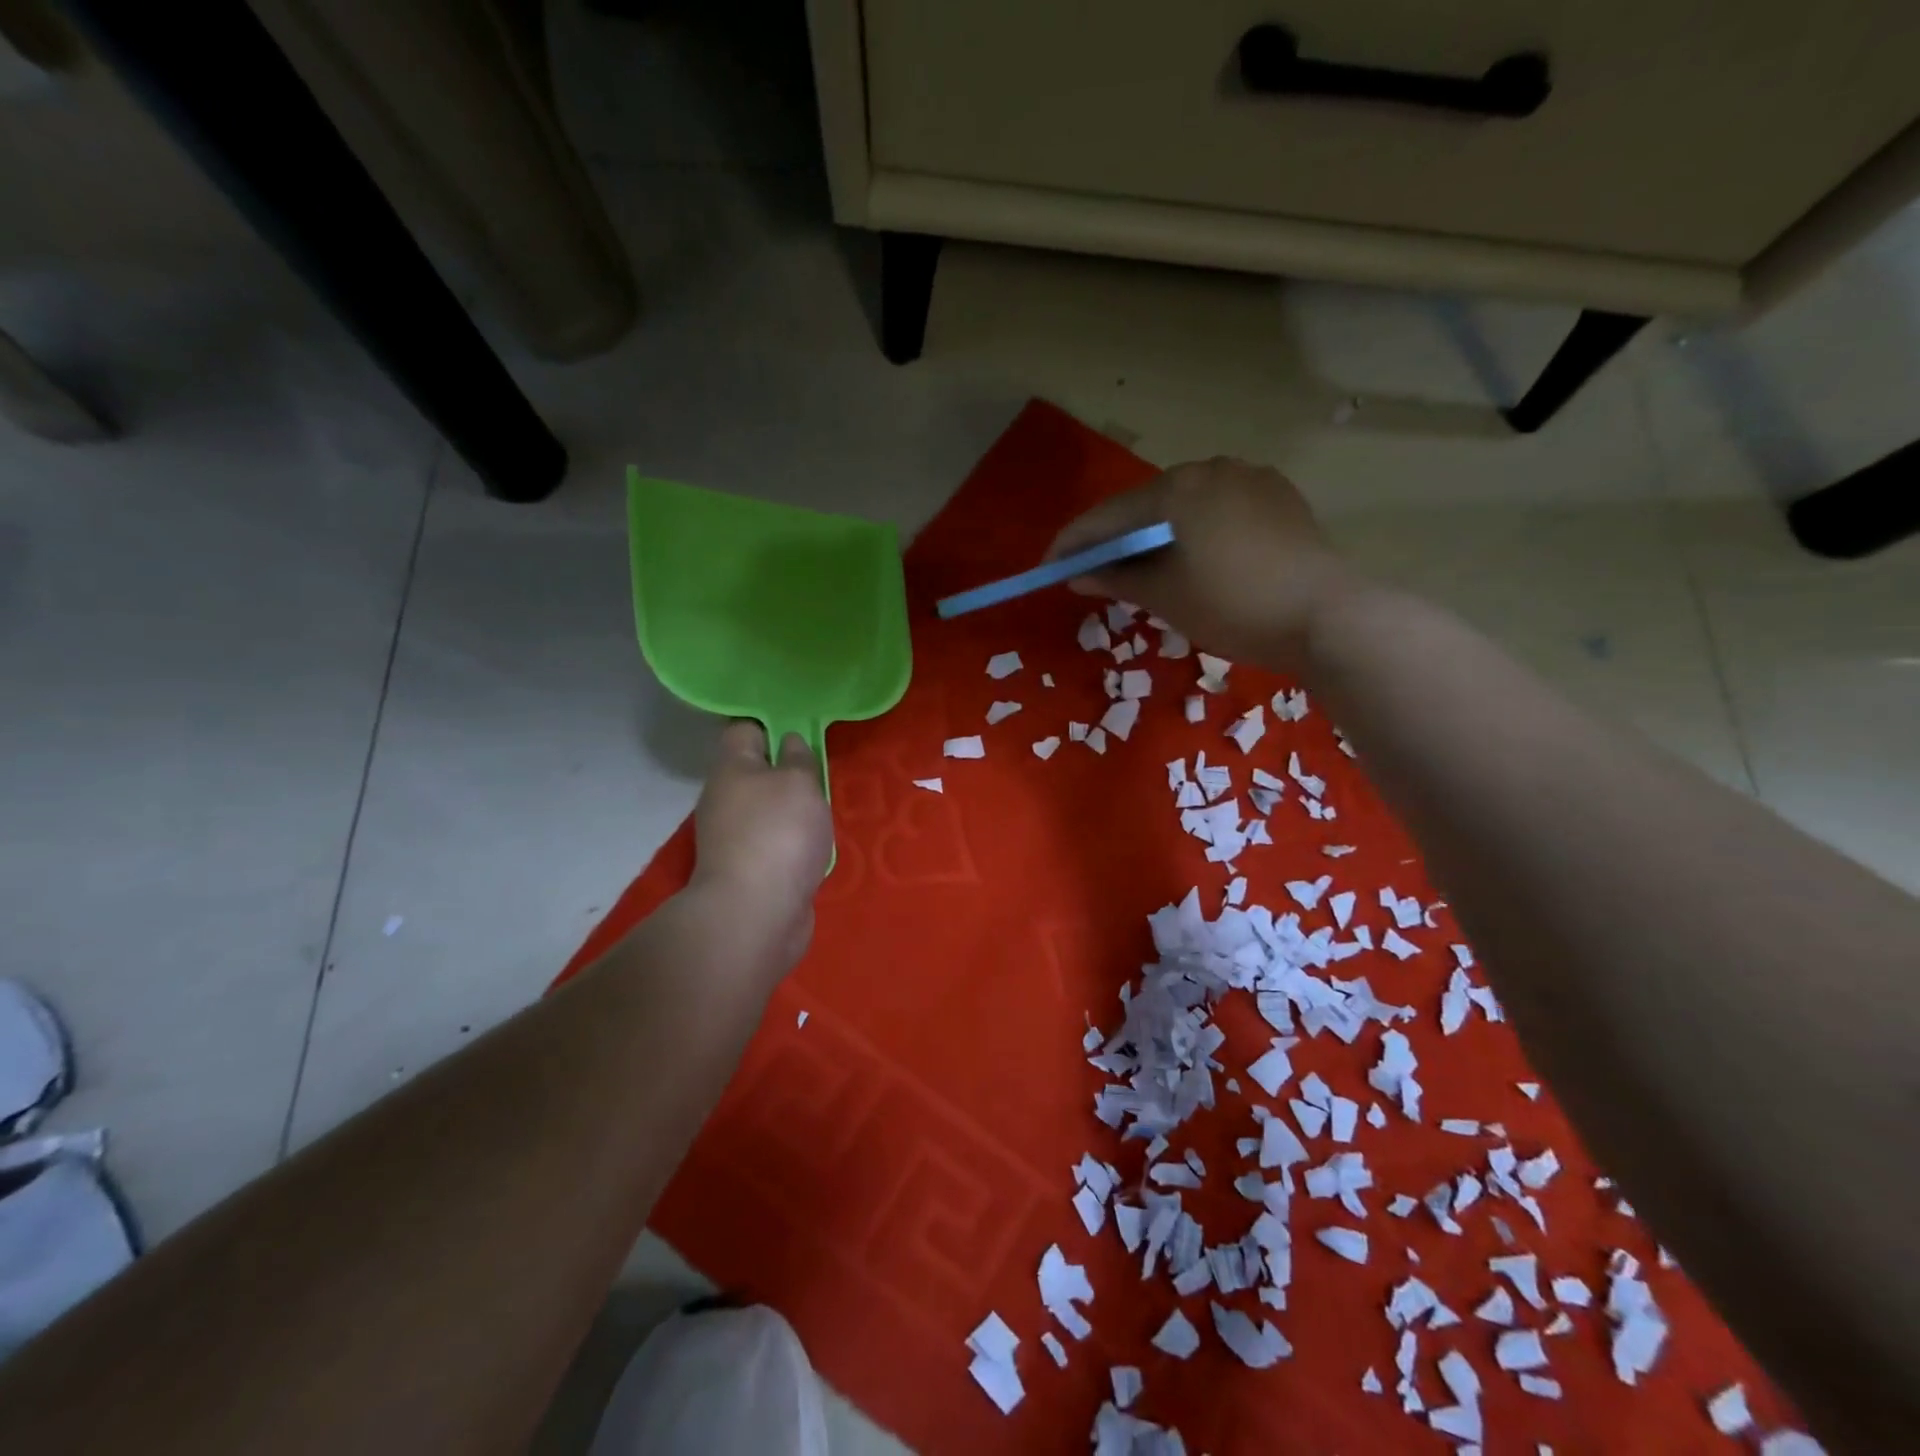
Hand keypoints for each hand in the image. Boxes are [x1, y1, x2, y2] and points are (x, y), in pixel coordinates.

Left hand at [688, 721, 833, 974]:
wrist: (756, 914)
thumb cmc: (779, 833)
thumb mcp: (800, 782)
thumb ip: (798, 758)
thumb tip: (789, 742)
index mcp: (731, 768)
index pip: (745, 729)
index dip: (774, 725)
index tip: (805, 731)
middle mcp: (724, 798)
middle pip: (756, 772)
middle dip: (788, 772)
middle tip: (821, 776)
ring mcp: (732, 837)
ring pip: (766, 809)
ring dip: (793, 811)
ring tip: (823, 813)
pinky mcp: (747, 870)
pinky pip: (773, 842)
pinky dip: (792, 843)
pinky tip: (814, 848)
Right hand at [1047, 457, 1365, 673]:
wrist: (1327, 616)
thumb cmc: (1233, 606)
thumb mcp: (1165, 597)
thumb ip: (1116, 579)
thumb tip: (1078, 575)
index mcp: (1176, 488)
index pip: (1108, 516)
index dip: (1073, 543)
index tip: (1050, 567)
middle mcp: (1210, 468)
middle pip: (1144, 504)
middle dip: (1116, 537)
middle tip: (1094, 569)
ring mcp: (1249, 477)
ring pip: (1183, 504)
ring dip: (1155, 533)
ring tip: (1143, 566)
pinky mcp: (1277, 495)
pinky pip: (1217, 507)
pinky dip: (1194, 529)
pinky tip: (1194, 555)